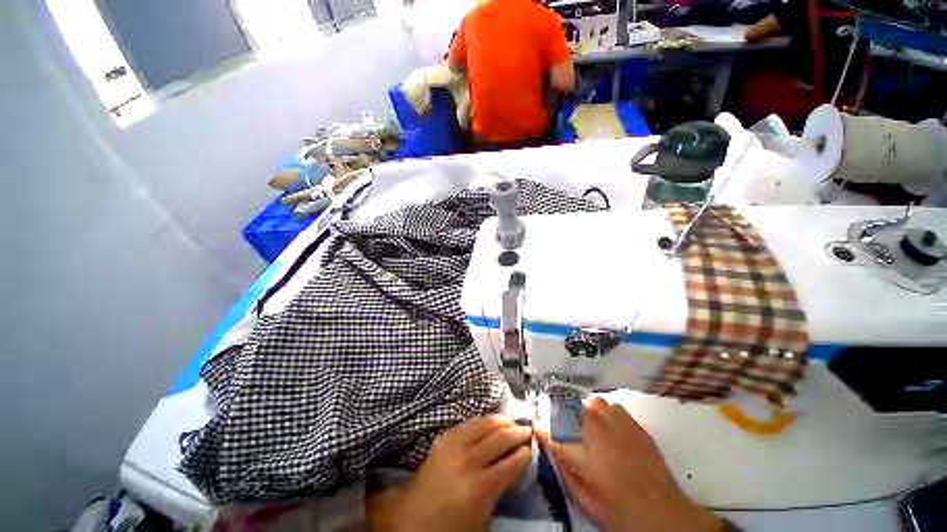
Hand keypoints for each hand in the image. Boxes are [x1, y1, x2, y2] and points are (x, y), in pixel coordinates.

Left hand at [367, 415, 531, 530]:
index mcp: (479, 489)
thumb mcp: (482, 519)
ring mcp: (453, 446)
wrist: (411, 520)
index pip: (510, 463)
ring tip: (512, 422)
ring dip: (501, 421)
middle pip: (499, 438)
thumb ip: (499, 491)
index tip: (532, 448)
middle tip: (527, 430)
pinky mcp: (443, 438)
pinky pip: (468, 423)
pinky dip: (482, 421)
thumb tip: (514, 469)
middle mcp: (467, 461)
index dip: (524, 454)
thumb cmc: (450, 527)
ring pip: (484, 423)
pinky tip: (489, 422)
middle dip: (517, 432)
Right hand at [545, 398, 723, 531]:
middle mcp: (600, 434)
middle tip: (563, 425)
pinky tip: (609, 426)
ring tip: (588, 424)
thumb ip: (566, 473)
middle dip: (563, 414)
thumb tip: (553, 452)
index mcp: (585, 456)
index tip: (538, 427)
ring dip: (586, 411)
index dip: (543, 428)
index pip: (554, 433)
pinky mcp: (636, 426)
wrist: (664, 514)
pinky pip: (614, 407)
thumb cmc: (620, 513)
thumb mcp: (586, 501)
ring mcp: (620, 427)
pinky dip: (606, 413)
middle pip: (574, 409)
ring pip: (594, 403)